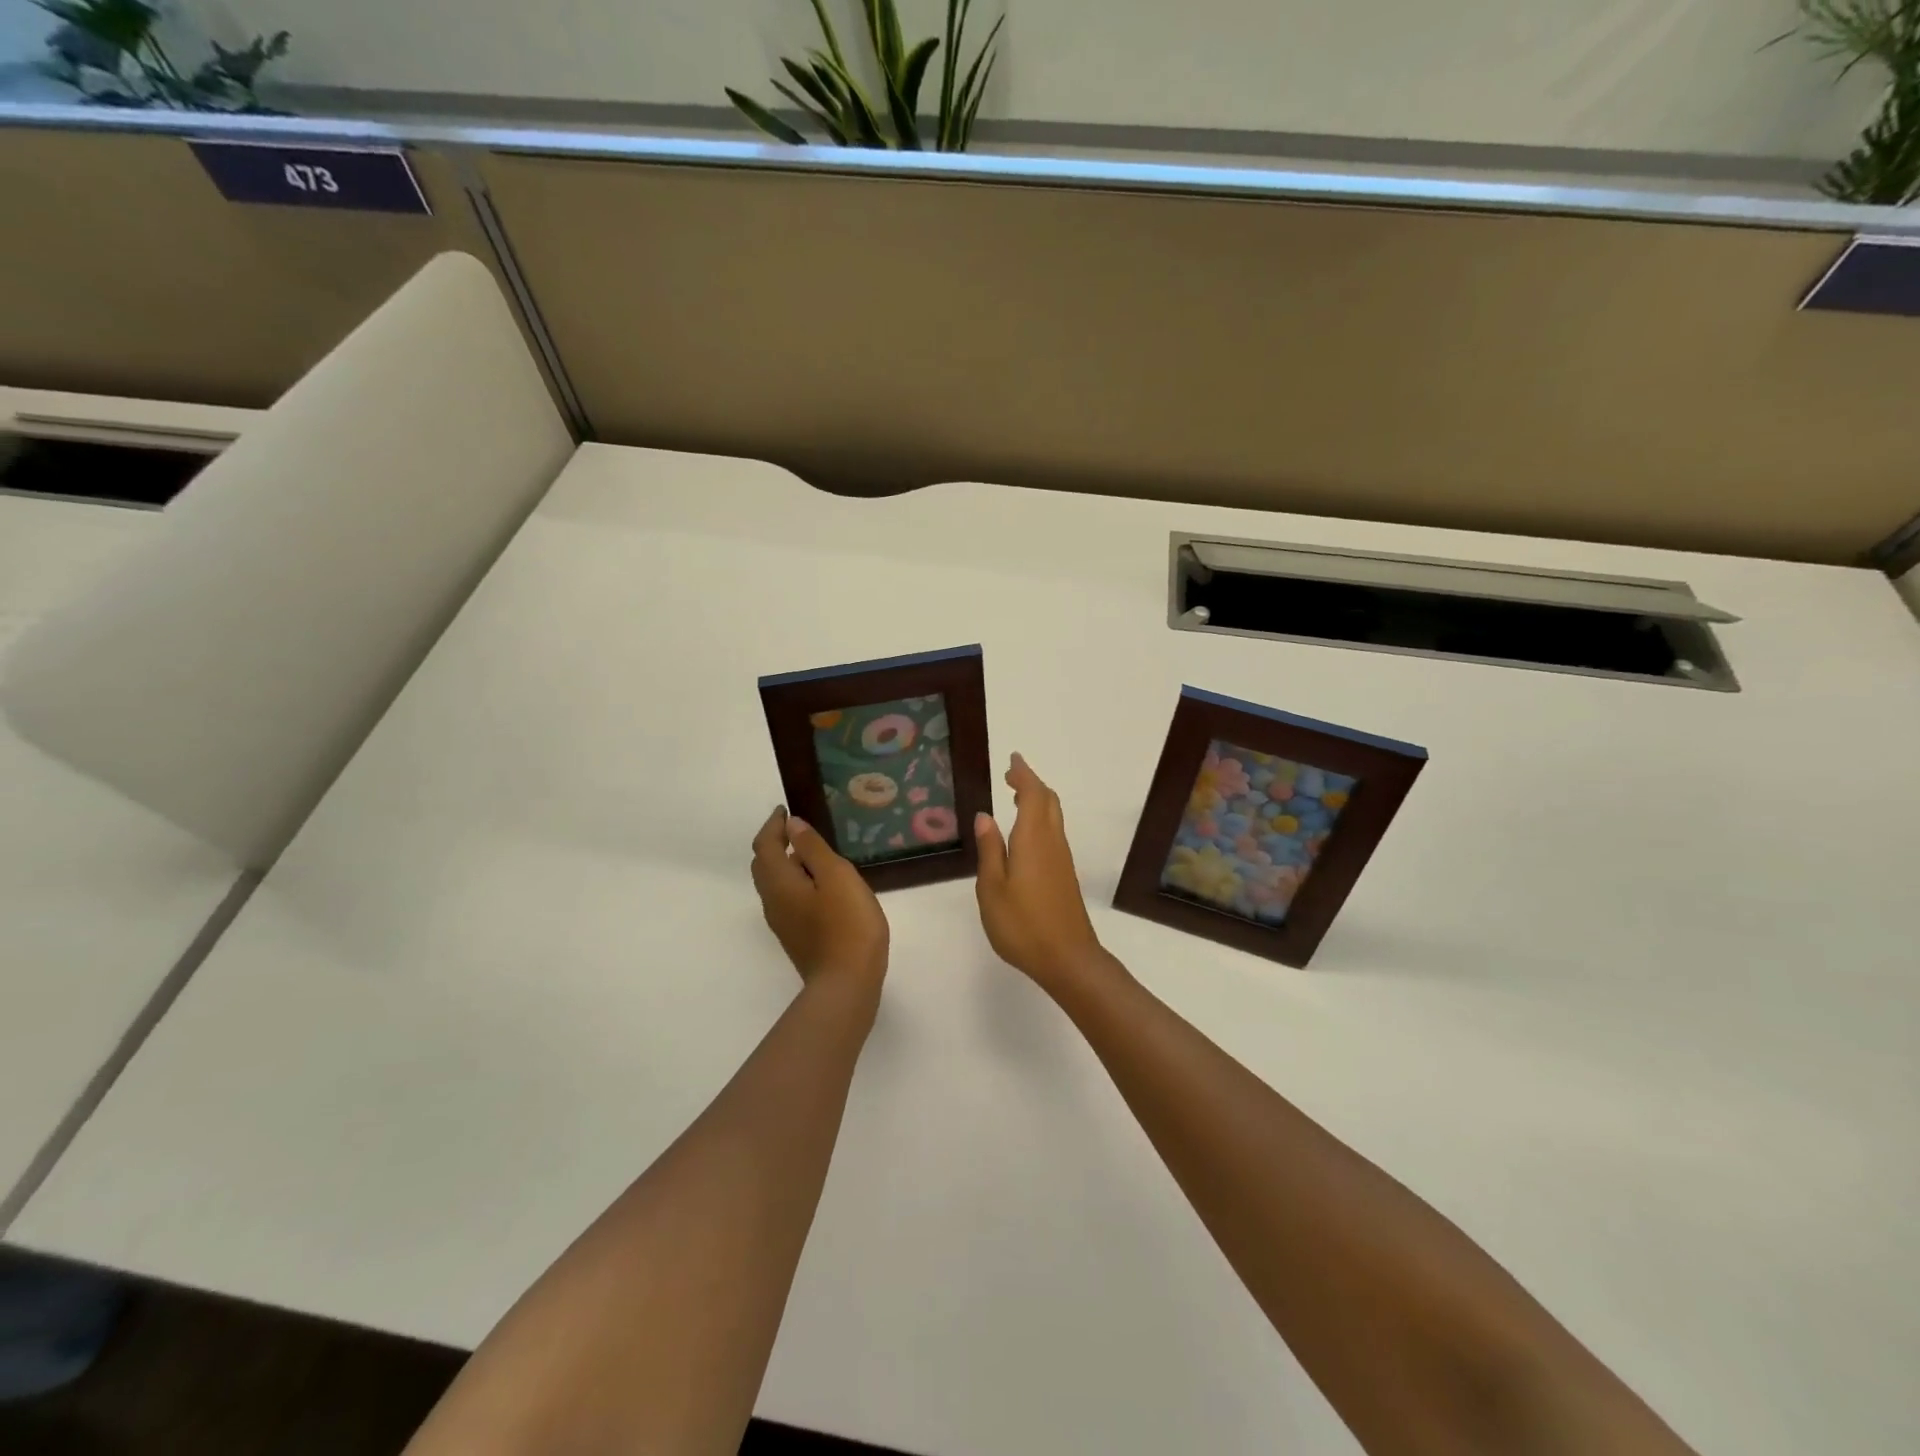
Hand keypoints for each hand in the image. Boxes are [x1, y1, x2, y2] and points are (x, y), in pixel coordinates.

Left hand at [751, 808, 888, 993]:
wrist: (847, 984)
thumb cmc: (846, 924)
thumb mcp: (837, 876)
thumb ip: (813, 848)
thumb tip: (793, 825)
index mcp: (779, 883)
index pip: (765, 846)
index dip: (773, 825)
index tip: (786, 810)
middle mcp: (773, 902)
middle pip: (764, 865)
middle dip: (775, 843)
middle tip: (797, 828)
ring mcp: (783, 923)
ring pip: (775, 884)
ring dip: (786, 863)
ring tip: (812, 853)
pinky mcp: (796, 937)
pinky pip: (787, 899)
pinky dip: (795, 882)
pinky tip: (821, 886)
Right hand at [974, 754, 1107, 995]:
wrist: (1068, 958)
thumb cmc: (1023, 924)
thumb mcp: (992, 888)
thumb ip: (990, 850)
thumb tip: (985, 816)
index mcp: (1033, 839)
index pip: (1032, 794)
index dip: (1023, 774)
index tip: (1012, 759)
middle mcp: (1052, 842)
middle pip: (1048, 801)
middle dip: (1031, 783)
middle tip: (1011, 775)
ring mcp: (1062, 859)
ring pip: (1053, 816)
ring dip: (1038, 800)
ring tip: (1016, 796)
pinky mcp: (1064, 874)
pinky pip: (1053, 832)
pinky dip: (1040, 819)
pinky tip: (1026, 833)